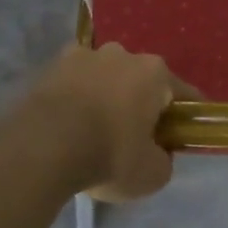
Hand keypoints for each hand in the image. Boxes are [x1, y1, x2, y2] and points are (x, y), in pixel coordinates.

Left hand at [13, 43, 189, 202]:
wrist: (43, 147)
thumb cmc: (109, 155)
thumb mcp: (152, 174)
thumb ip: (164, 159)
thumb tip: (158, 152)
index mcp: (154, 73)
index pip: (182, 94)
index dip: (184, 117)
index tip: (179, 137)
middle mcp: (122, 54)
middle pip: (140, 81)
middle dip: (140, 104)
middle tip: (133, 138)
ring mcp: (84, 55)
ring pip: (105, 77)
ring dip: (105, 96)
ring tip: (94, 130)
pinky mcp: (51, 66)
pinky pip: (74, 82)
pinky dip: (76, 97)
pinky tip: (69, 123)